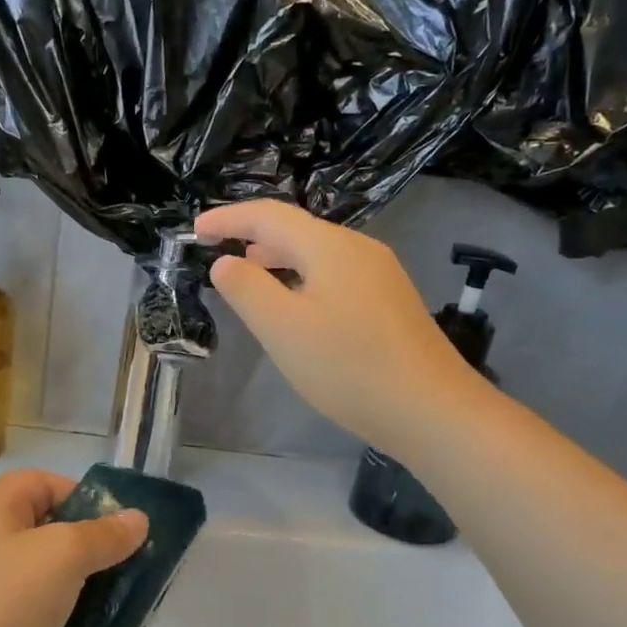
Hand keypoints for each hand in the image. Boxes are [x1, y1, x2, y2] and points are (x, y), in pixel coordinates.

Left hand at [0, 470, 147, 626]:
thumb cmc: (6, 600)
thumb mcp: (64, 556)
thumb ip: (104, 535)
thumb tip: (137, 518)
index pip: (42, 482)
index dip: (81, 495)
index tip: (115, 528)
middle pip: (42, 526)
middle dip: (84, 545)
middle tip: (119, 568)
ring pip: (36, 571)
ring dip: (71, 584)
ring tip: (105, 604)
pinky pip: (23, 608)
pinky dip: (50, 616)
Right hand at [195, 200, 477, 454]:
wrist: (431, 410)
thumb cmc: (348, 368)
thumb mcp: (282, 328)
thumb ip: (247, 289)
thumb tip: (226, 261)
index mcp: (330, 247)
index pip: (269, 216)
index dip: (228, 219)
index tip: (194, 231)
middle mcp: (359, 250)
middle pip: (296, 230)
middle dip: (252, 235)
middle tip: (216, 251)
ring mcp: (379, 276)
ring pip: (317, 254)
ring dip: (277, 258)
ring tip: (248, 273)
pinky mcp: (389, 303)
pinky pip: (334, 275)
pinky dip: (301, 278)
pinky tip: (295, 305)